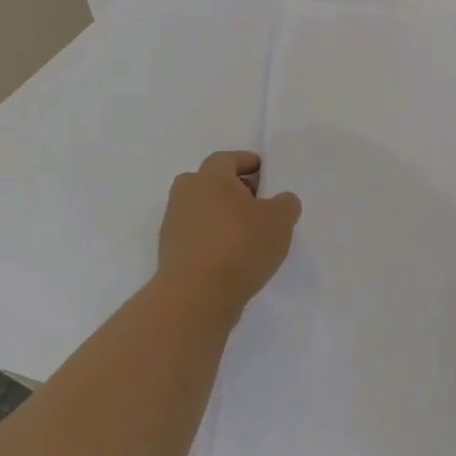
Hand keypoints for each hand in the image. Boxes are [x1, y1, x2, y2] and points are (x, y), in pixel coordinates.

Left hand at [158, 151, 301, 313]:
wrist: (196, 297)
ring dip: (221, 215)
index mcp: (210, 178)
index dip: (248, 162)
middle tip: (257, 203)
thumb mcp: (280, 221)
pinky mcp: (170, 251)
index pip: (228, 158)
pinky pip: (196, 234)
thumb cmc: (240, 247)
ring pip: (201, 208)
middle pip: (210, 182)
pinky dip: (212, 237)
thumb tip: (281, 200)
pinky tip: (232, 255)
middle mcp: (186, 194)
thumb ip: (286, 203)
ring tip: (248, 233)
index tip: (265, 173)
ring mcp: (173, 223)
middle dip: (233, 188)